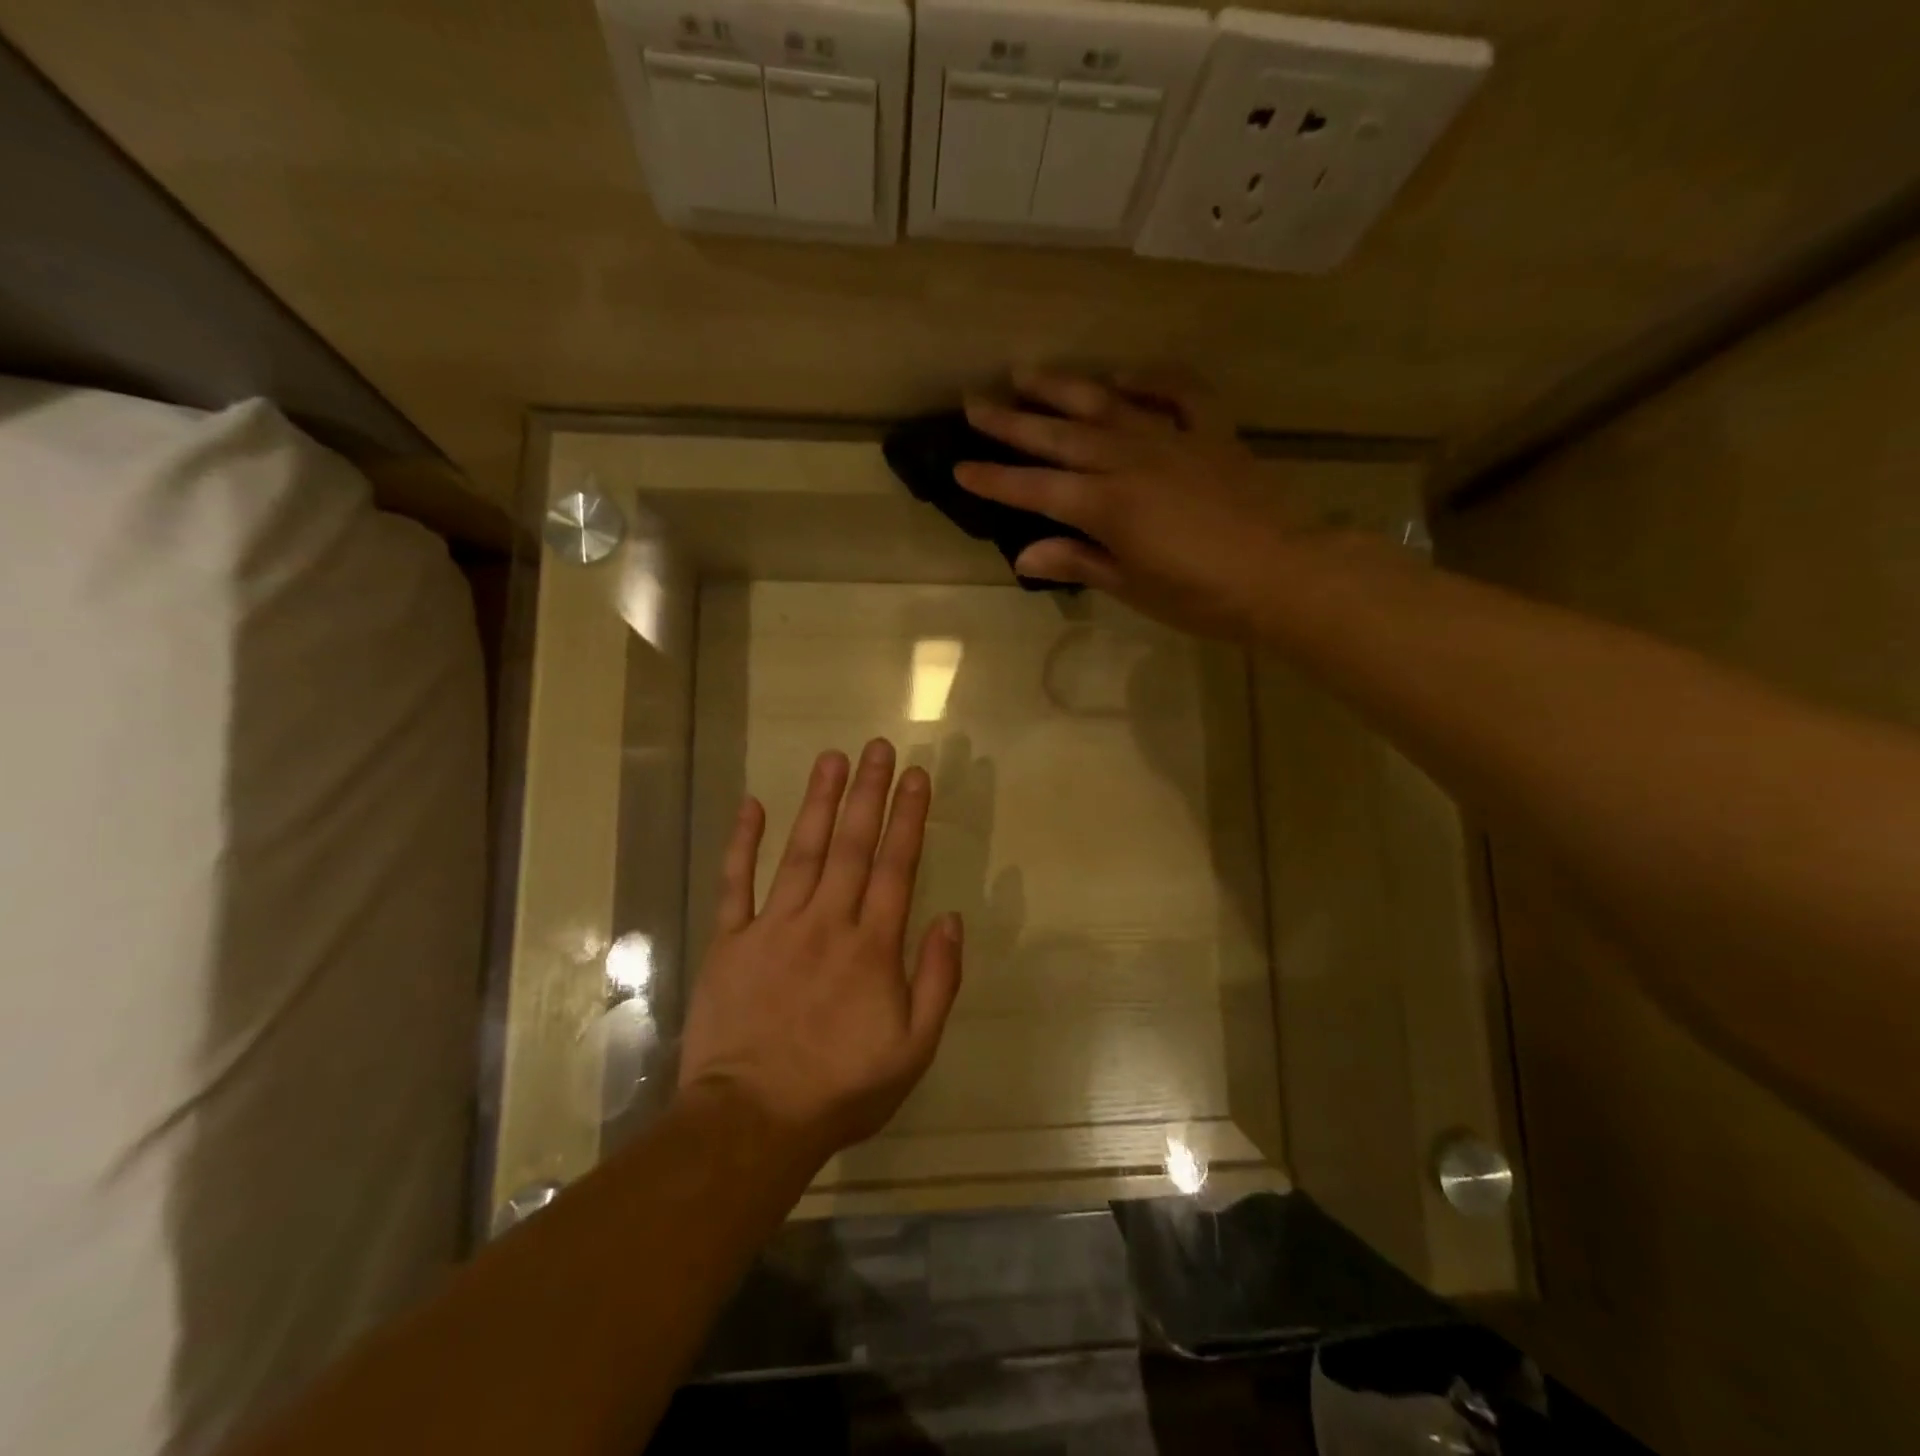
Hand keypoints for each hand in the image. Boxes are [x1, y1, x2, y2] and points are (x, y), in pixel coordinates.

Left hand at [677, 740, 964, 1166]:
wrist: (752, 1122)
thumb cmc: (841, 1089)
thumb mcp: (913, 1049)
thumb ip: (937, 980)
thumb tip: (951, 919)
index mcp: (872, 946)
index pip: (896, 866)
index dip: (908, 817)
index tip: (916, 776)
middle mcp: (827, 922)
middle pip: (852, 845)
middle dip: (868, 793)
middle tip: (878, 747)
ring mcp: (774, 927)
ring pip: (802, 851)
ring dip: (819, 802)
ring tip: (832, 758)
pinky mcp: (731, 941)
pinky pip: (736, 883)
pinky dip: (743, 843)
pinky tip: (752, 806)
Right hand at [956, 369, 1318, 640]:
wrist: (1283, 575)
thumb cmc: (1201, 596)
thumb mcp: (1132, 587)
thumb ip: (1078, 561)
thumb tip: (1025, 555)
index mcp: (1106, 506)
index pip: (1035, 489)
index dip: (995, 478)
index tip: (959, 466)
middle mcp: (1129, 461)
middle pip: (1059, 436)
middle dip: (1011, 421)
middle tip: (974, 403)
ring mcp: (1172, 440)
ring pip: (1106, 404)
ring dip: (1062, 387)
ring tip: (1025, 373)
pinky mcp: (1211, 433)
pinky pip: (1178, 393)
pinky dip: (1150, 379)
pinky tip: (1124, 376)